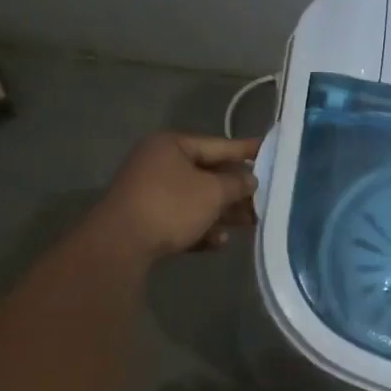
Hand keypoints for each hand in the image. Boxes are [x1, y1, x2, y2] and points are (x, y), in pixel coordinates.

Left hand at [92, 132, 259, 260]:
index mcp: (171, 145)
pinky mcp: (145, 220)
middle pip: (207, 174)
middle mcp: (158, 163)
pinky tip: (218, 242)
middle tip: (264, 198)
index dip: (246, 150)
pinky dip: (200, 228)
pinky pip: (180, 219)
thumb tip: (250, 180)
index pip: (218, 144)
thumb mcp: (213, 192)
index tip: (269, 151)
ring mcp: (149, 192)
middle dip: (236, 189)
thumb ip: (237, 184)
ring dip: (222, 211)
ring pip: (195, 199)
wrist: (120, 245)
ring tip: (250, 223)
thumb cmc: (171, 206)